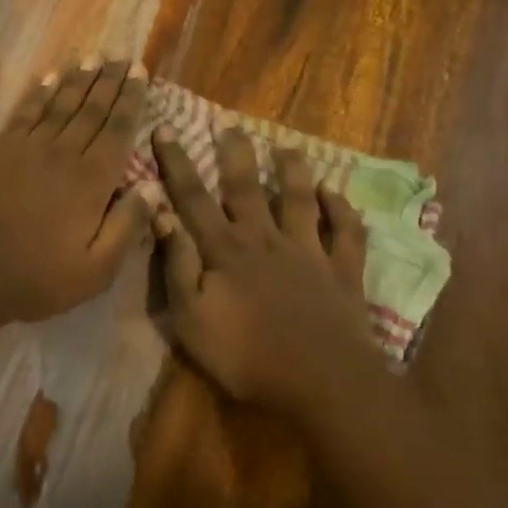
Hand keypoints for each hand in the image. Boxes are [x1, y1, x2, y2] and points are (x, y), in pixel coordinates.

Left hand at [0, 60, 156, 319]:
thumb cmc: (37, 276)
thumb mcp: (96, 269)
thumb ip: (127, 225)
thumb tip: (153, 187)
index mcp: (92, 180)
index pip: (118, 129)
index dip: (131, 99)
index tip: (140, 73)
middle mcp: (64, 153)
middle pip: (92, 109)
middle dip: (110, 81)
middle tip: (121, 58)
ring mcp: (28, 147)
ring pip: (60, 104)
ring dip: (78, 79)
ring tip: (92, 58)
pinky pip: (26, 112)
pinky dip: (40, 92)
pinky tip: (49, 77)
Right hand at [150, 123, 372, 416]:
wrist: (321, 382)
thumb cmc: (246, 355)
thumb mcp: (191, 318)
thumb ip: (176, 264)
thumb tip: (161, 213)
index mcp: (225, 250)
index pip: (193, 198)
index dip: (177, 163)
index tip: (165, 129)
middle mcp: (265, 239)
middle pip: (246, 188)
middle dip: (235, 155)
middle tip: (230, 125)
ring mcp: (308, 253)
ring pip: (299, 200)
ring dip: (293, 172)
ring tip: (288, 147)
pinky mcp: (342, 272)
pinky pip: (346, 233)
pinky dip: (342, 210)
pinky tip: (336, 194)